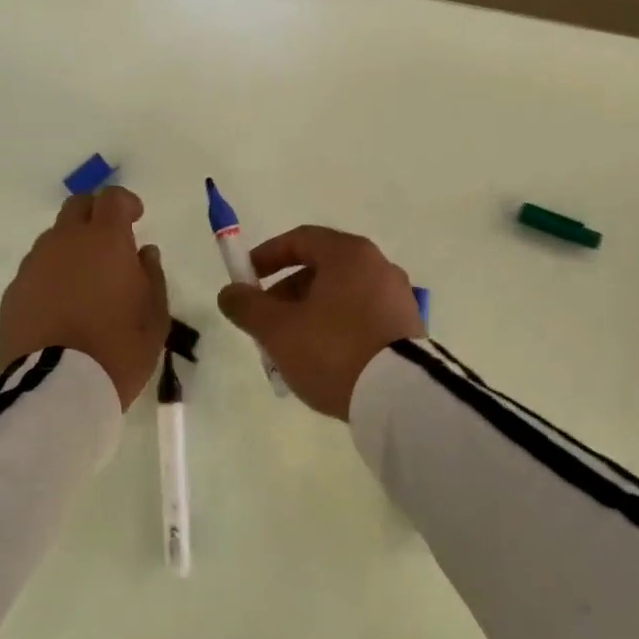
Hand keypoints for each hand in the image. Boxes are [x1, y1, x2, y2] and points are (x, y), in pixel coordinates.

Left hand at [0, 188, 169, 409]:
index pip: (112, 198)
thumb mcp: (155, 316)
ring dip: (72, 247)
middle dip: (95, 214)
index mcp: (104, 240)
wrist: (57, 389)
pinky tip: (61, 306)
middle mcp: (64, 242)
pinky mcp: (13, 293)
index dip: (126, 202)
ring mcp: (33, 266)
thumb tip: (144, 253)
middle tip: (110, 242)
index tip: (136, 218)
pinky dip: (51, 276)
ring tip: (85, 281)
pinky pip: (36, 271)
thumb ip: (152, 275)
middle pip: (76, 207)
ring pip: (53, 239)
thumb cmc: (118, 349)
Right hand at [216, 226, 423, 419]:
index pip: (301, 239)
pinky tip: (323, 362)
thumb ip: (247, 306)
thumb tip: (230, 293)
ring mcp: (398, 298)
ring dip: (309, 315)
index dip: (267, 256)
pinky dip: (336, 329)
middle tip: (266, 324)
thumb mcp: (278, 330)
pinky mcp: (409, 329)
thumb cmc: (333, 350)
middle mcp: (378, 266)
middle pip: (321, 269)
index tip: (246, 279)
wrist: (400, 399)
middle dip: (286, 294)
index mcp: (349, 254)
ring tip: (291, 351)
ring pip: (340, 297)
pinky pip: (362, 318)